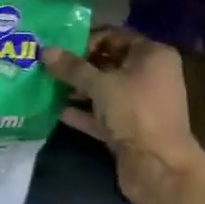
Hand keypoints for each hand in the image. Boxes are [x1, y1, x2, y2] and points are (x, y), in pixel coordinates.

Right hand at [44, 28, 204, 203]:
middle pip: (109, 62)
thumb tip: (45, 50)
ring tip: (48, 86)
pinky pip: (104, 114)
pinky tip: (58, 111)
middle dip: (79, 66)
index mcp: (152, 55)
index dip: (87, 39)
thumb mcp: (100, 85)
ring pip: (105, 90)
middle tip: (49, 66)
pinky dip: (85, 112)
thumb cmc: (135, 112)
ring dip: (79, 89)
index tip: (60, 47)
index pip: (115, 36)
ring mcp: (141, 104)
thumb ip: (72, 67)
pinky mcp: (131, 128)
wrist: (159, 168)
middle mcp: (150, 75)